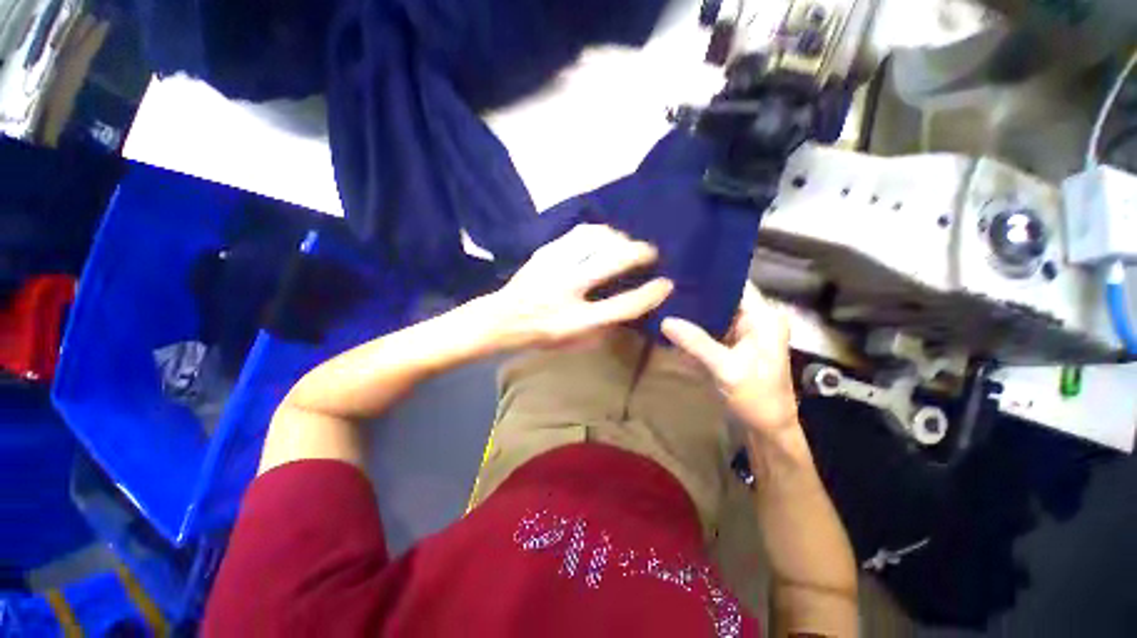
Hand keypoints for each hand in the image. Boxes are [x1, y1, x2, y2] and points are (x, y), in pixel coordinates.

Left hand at [490, 224, 673, 348]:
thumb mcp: (577, 342)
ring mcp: (555, 267)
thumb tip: (632, 304)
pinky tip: (604, 239)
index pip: (623, 306)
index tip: (666, 284)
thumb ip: (606, 325)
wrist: (503, 318)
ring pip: (598, 239)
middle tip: (650, 254)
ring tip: (626, 245)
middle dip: (640, 253)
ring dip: (620, 240)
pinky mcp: (546, 252)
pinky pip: (580, 233)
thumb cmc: (544, 334)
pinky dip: (600, 233)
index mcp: (577, 321)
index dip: (650, 294)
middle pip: (613, 261)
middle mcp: (568, 290)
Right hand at [661, 282, 797, 436]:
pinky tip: (674, 322)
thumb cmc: (758, 398)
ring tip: (665, 299)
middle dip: (697, 293)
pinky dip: (695, 327)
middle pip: (723, 297)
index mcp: (764, 318)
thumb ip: (696, 343)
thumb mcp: (727, 369)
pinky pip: (711, 329)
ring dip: (694, 310)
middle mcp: (755, 319)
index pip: (737, 284)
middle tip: (666, 286)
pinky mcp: (733, 344)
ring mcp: (743, 332)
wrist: (769, 428)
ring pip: (715, 313)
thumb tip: (665, 321)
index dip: (712, 275)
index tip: (682, 269)